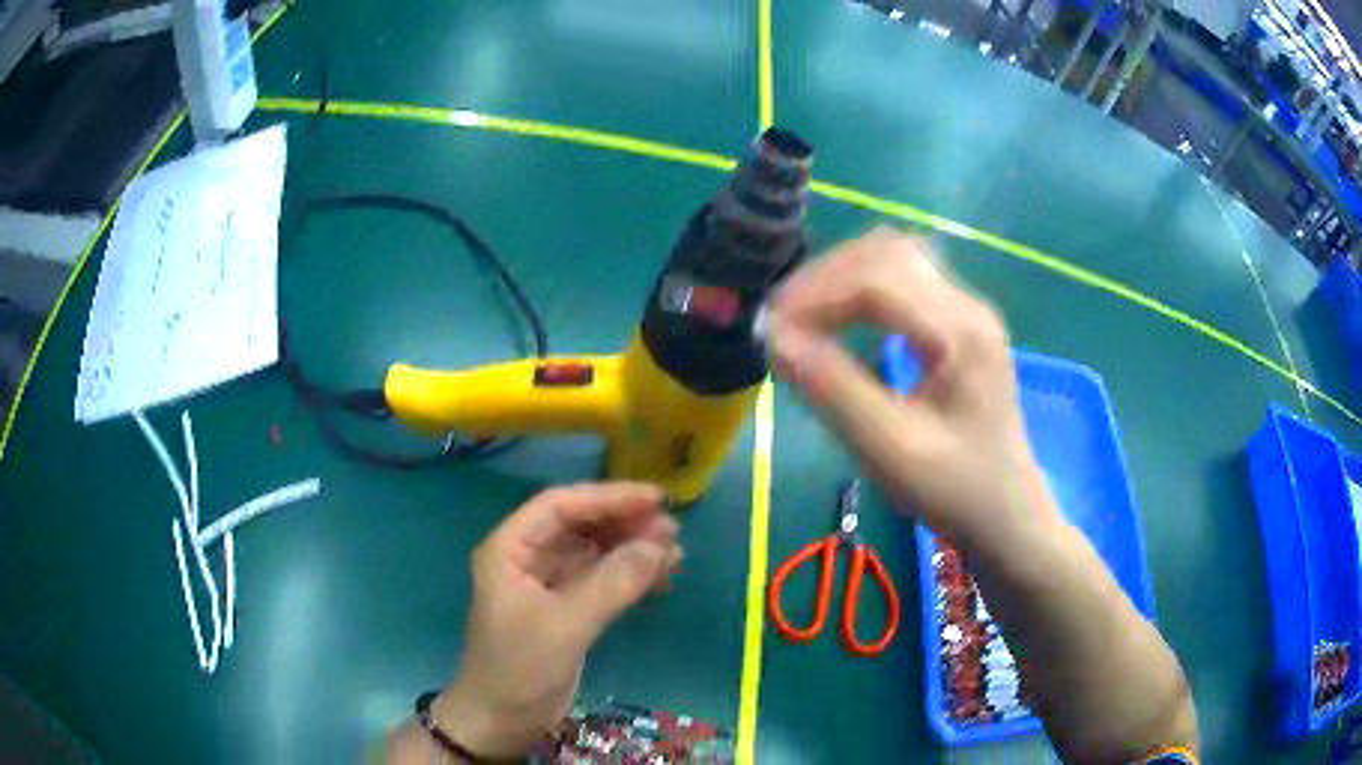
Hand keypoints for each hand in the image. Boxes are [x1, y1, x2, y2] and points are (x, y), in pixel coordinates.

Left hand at [414, 483, 681, 758]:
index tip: (655, 499)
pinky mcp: (566, 609)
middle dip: (624, 523)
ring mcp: (548, 584)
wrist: (502, 721)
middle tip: (672, 529)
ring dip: (632, 549)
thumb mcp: (565, 625)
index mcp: (510, 549)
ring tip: (675, 552)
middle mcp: (527, 558)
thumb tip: (661, 544)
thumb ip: (612, 583)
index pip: (560, 506)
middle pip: (580, 525)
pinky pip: (602, 580)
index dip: (607, 497)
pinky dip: (630, 576)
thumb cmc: (519, 669)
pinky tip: (661, 577)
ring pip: (594, 552)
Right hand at [768, 227, 1056, 547]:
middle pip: (887, 254)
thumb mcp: (890, 450)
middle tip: (781, 318)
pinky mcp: (961, 321)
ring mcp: (968, 310)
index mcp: (961, 334)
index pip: (879, 281)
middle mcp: (969, 306)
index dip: (817, 294)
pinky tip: (841, 315)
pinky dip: (862, 285)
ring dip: (842, 274)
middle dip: (825, 277)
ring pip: (896, 257)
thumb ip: (834, 391)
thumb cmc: (954, 490)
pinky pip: (905, 278)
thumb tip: (776, 339)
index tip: (771, 328)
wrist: (1006, 512)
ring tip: (803, 313)